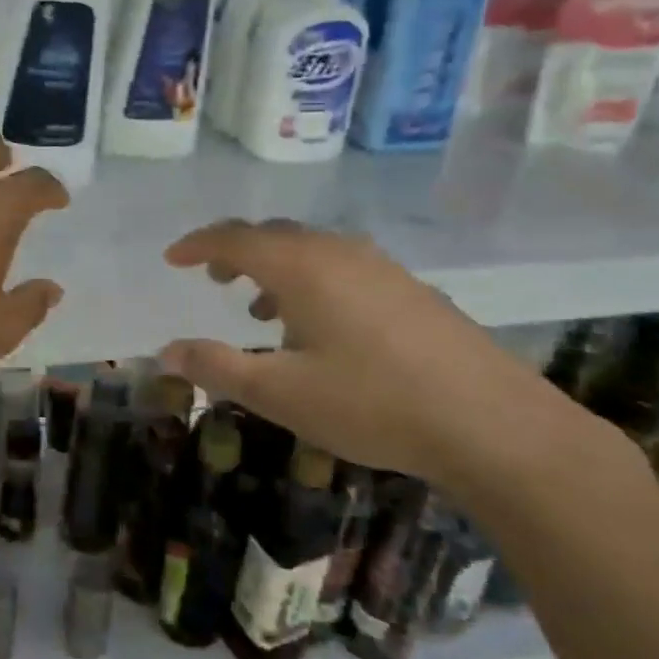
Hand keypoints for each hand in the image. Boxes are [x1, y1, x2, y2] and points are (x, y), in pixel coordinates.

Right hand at [158, 220, 564, 483]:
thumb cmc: (372, 403)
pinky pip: (343, 267)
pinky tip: (320, 328)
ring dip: (276, 269)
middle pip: (274, 235)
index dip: (197, 244)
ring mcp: (381, 268)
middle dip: (236, 251)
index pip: (235, 238)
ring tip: (261, 309)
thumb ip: (218, 367)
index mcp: (302, 267)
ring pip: (312, 251)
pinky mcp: (410, 290)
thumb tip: (167, 351)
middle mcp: (340, 253)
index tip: (172, 258)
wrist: (492, 423)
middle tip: (212, 276)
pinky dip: (312, 282)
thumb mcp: (280, 393)